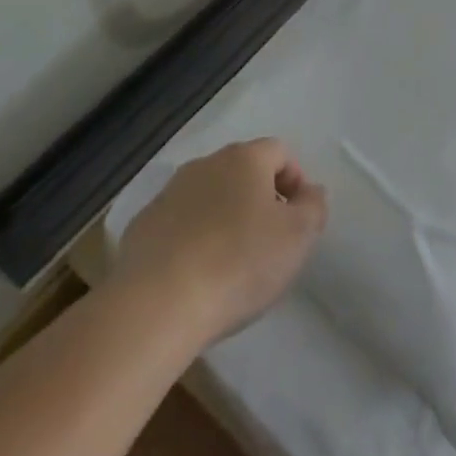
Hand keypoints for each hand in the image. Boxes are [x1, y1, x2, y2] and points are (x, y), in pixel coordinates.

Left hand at [113, 138, 326, 346]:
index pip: (280, 152)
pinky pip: (180, 224)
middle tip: (271, 243)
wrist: (158, 303)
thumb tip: (309, 192)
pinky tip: (198, 276)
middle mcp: (204, 165)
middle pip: (243, 172)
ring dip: (226, 219)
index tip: (299, 220)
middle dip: (261, 200)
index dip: (296, 181)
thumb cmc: (240, 262)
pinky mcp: (143, 226)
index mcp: (244, 159)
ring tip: (233, 264)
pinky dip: (195, 240)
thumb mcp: (298, 236)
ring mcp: (168, 194)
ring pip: (210, 197)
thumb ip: (313, 206)